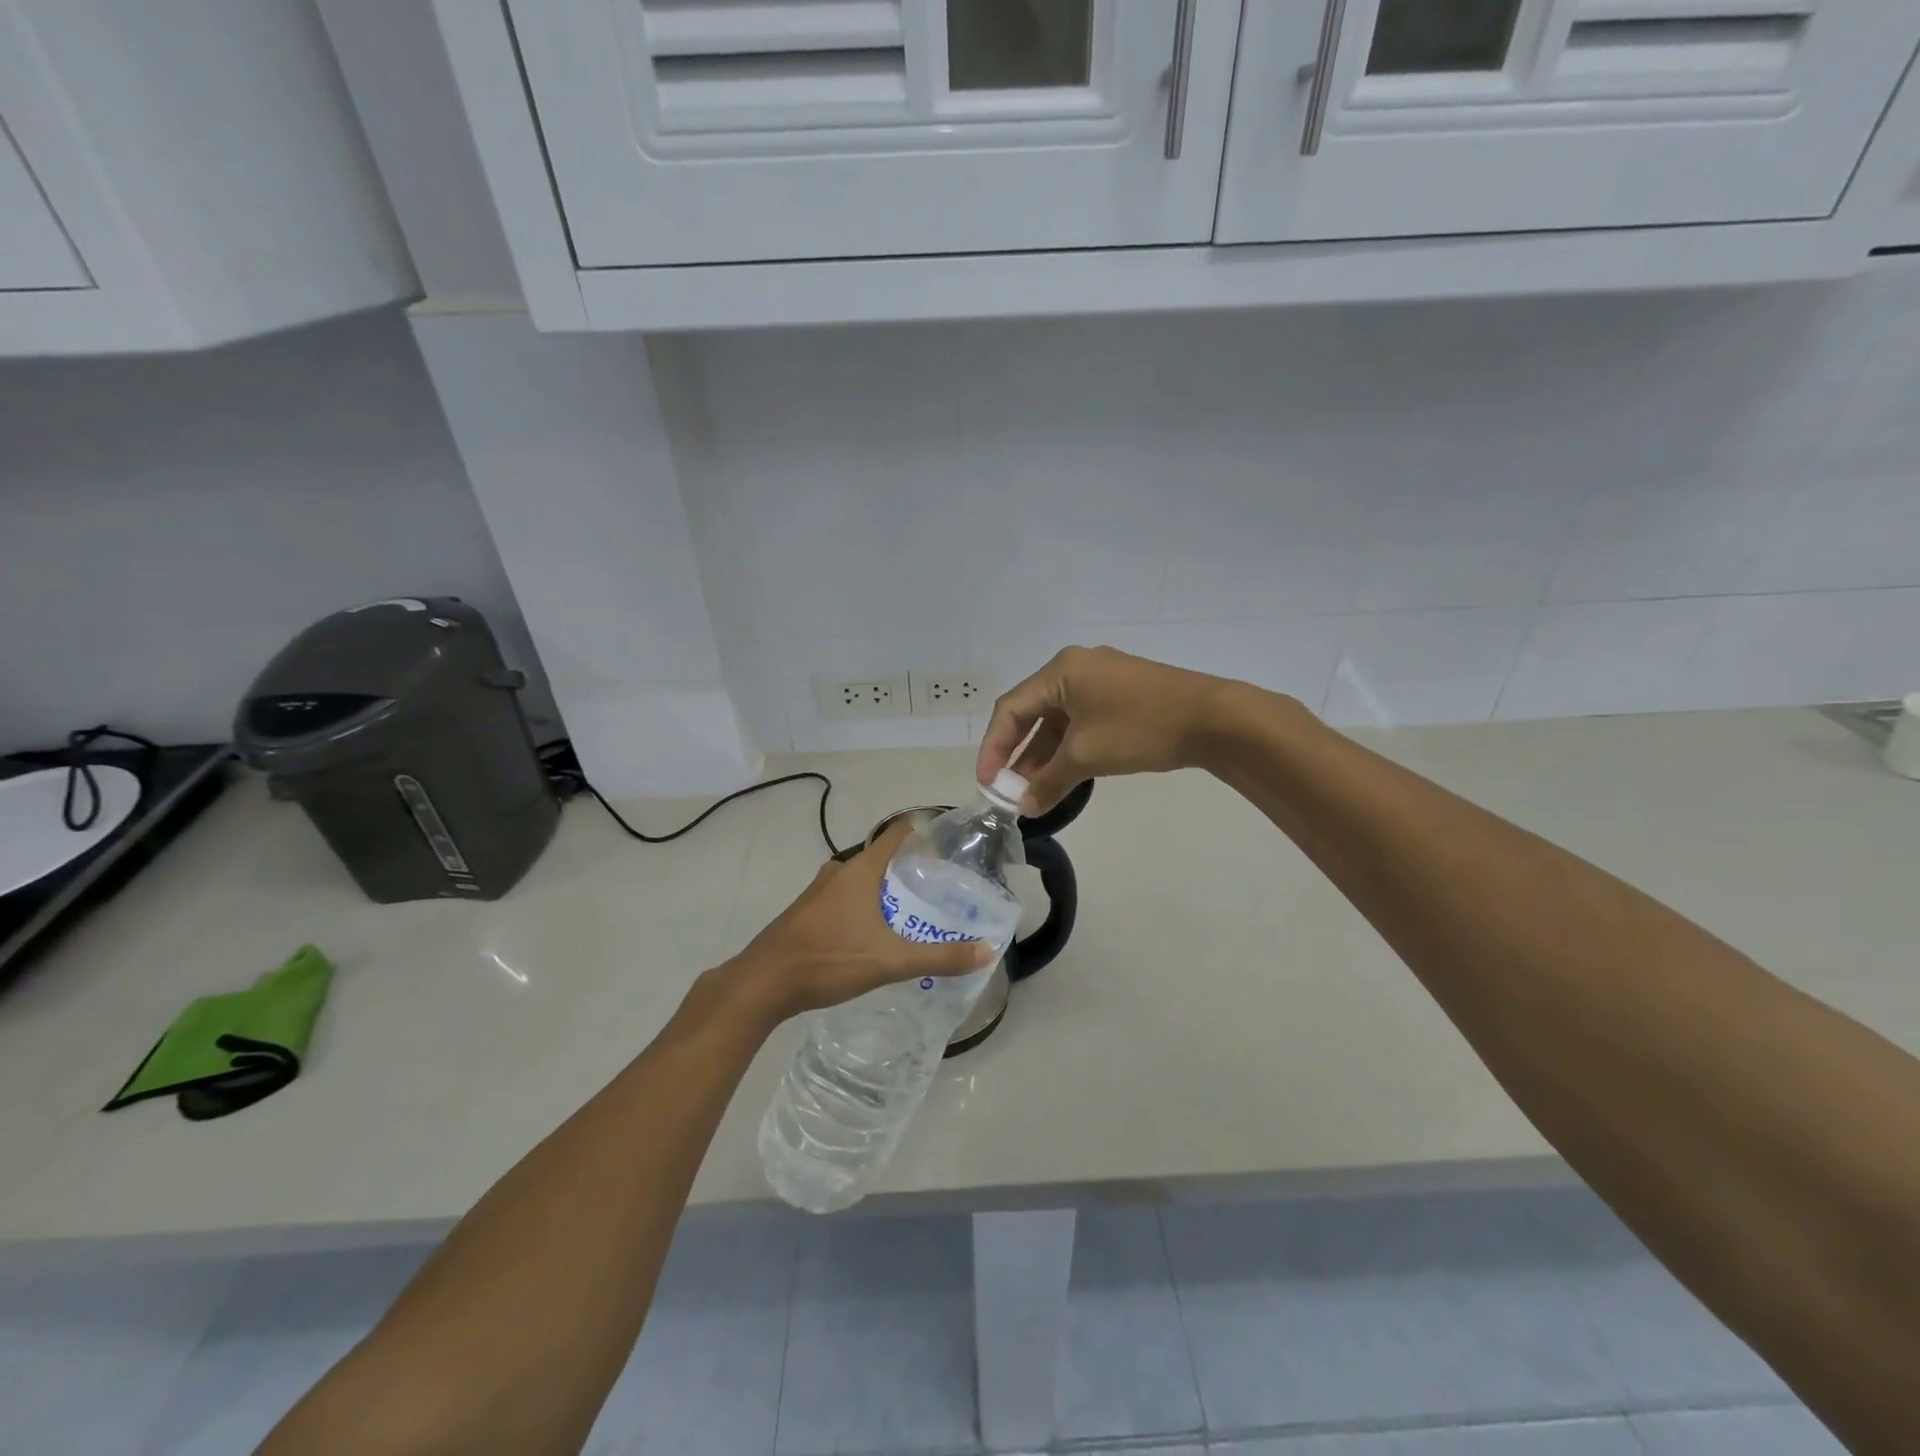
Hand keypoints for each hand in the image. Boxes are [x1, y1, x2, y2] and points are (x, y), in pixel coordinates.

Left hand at [725, 819, 994, 1024]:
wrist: (762, 983)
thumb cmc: (828, 959)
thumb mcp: (890, 961)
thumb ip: (939, 957)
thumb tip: (987, 949)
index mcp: (859, 871)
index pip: (896, 834)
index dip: (922, 831)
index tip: (948, 841)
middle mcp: (838, 872)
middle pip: (880, 857)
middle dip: (908, 866)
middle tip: (940, 884)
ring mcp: (818, 892)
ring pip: (860, 879)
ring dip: (885, 888)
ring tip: (913, 908)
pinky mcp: (806, 912)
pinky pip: (844, 897)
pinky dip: (864, 903)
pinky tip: (875, 930)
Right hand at [977, 645, 1247, 813]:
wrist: (1214, 719)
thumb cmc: (1140, 728)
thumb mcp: (1086, 756)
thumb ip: (1049, 781)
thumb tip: (1025, 809)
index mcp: (1061, 670)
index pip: (1011, 709)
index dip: (993, 747)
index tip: (988, 783)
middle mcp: (1077, 667)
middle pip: (1034, 712)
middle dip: (1020, 754)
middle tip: (1009, 790)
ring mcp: (1104, 679)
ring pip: (1060, 719)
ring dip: (1045, 755)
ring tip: (1034, 791)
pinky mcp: (1124, 694)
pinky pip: (1083, 720)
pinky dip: (1070, 748)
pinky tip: (1066, 775)